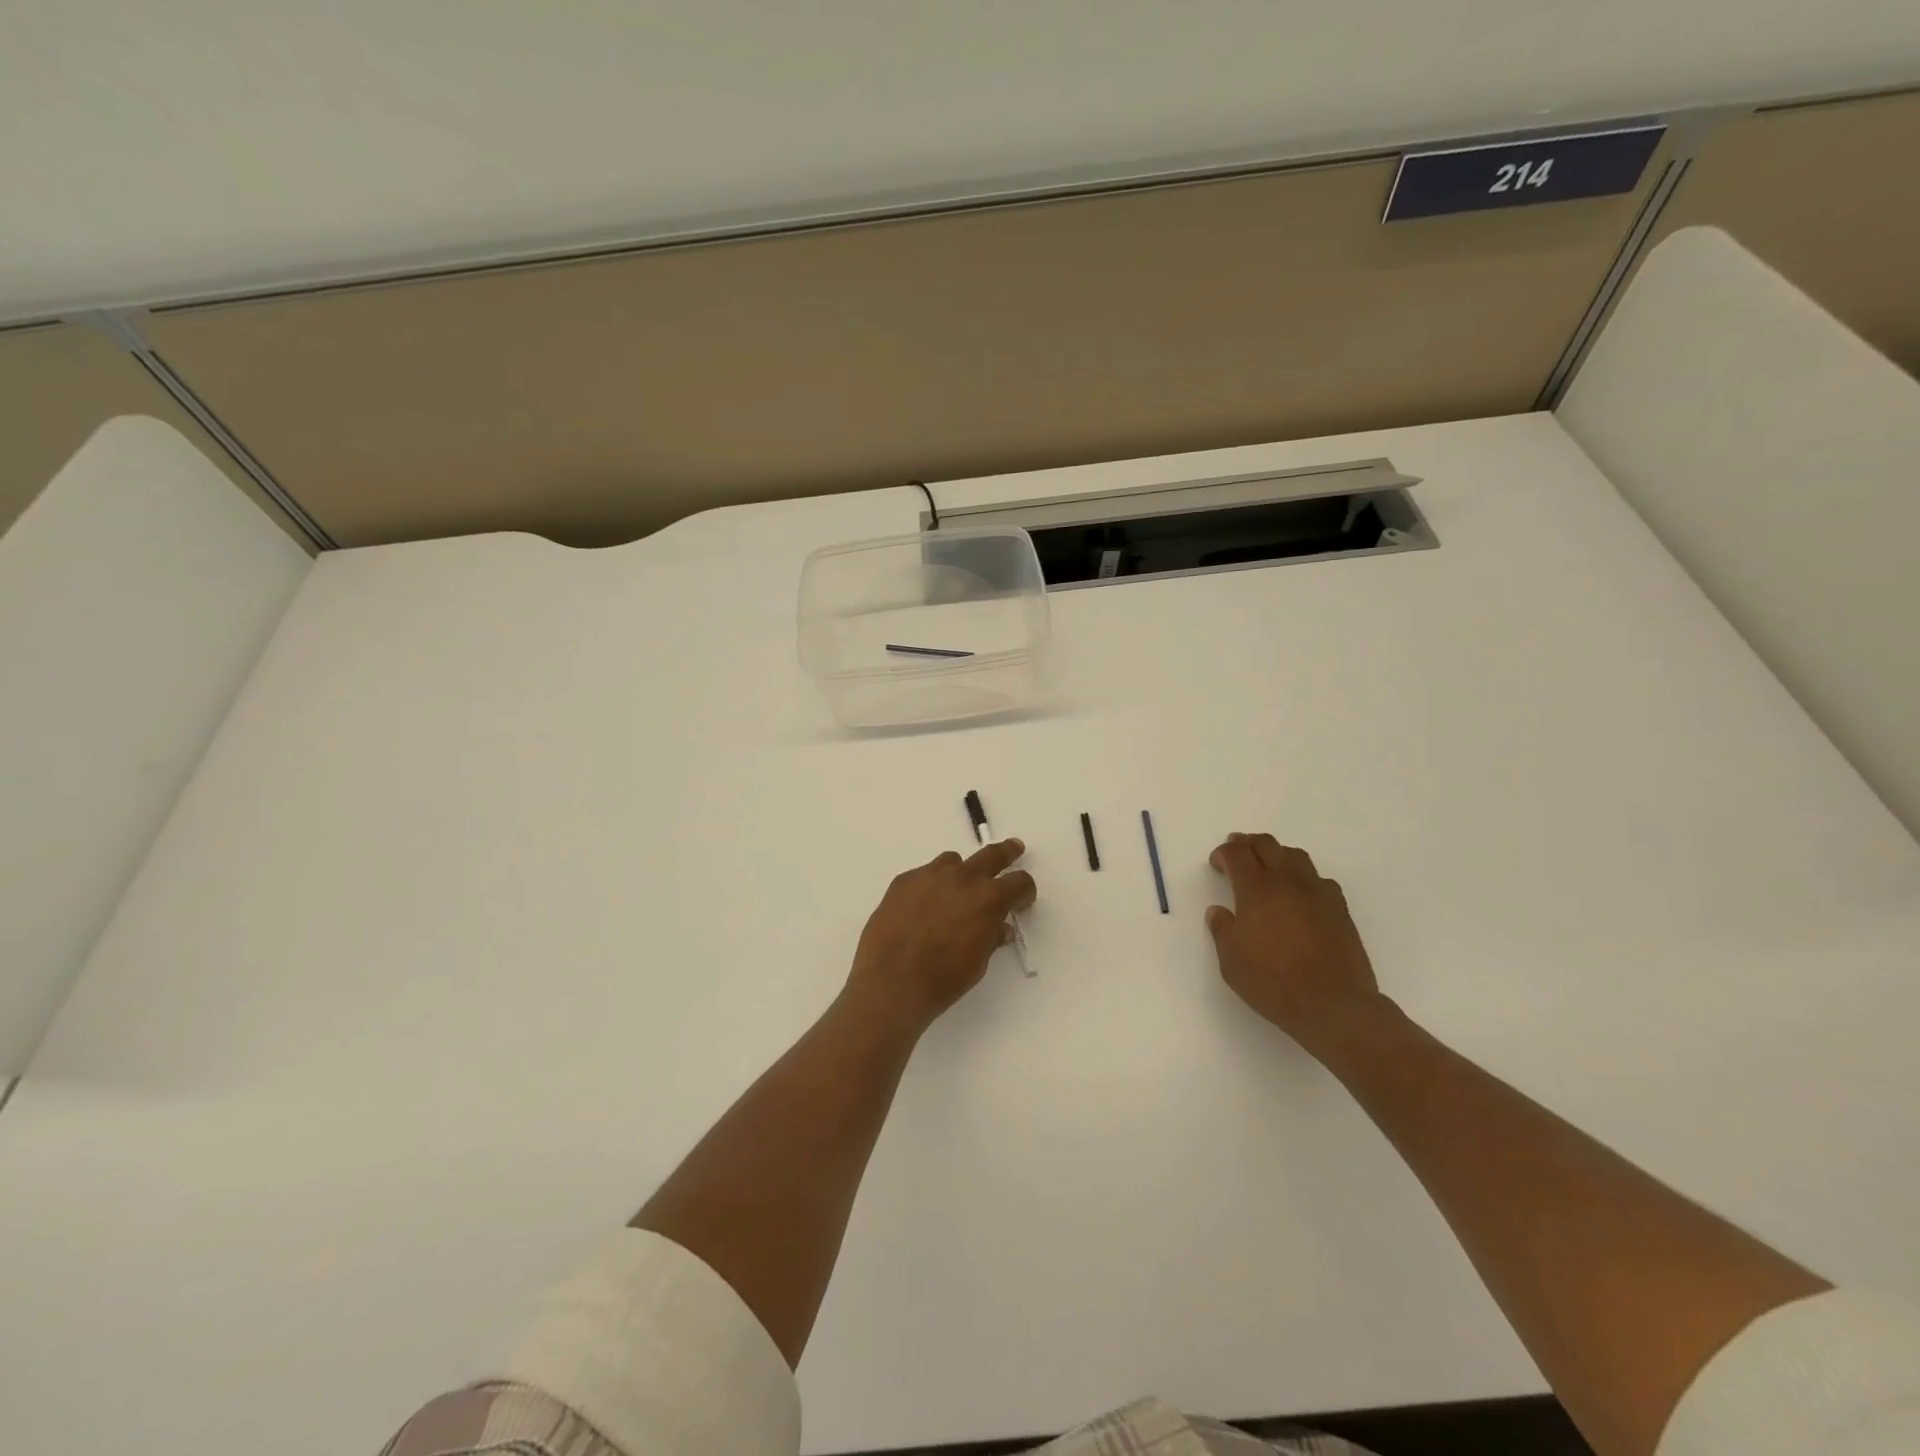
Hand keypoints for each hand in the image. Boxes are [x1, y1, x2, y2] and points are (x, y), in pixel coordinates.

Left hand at [846, 840, 1035, 1036]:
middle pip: (991, 855)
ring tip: (956, 890)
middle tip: (1013, 849)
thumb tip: (999, 927)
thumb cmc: (942, 980)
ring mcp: (930, 875)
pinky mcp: (903, 880)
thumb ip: (991, 937)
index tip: (1023, 899)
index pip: (1019, 882)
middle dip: (1006, 853)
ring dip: (961, 872)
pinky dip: (930, 886)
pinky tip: (921, 908)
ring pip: (952, 861)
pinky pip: (924, 875)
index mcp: (989, 899)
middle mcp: (962, 878)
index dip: (1025, 891)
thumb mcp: (977, 962)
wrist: (890, 983)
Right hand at [1206, 833, 1387, 1059]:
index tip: (1217, 863)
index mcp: (1257, 890)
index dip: (1224, 853)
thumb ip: (1222, 930)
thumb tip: (1218, 912)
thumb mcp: (1231, 961)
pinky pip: (1319, 879)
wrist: (1334, 1005)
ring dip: (1276, 854)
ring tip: (1267, 866)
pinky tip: (1299, 893)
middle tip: (1236, 850)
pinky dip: (1303, 877)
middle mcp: (1288, 882)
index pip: (1237, 854)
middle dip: (1247, 843)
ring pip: (1296, 855)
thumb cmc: (1273, 982)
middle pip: (1267, 845)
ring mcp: (1318, 893)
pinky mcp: (1340, 909)